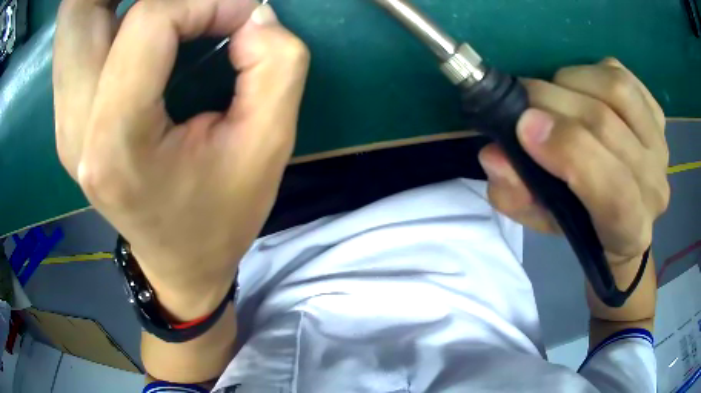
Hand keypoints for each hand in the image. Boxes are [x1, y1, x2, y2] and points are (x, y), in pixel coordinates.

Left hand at [53, 0, 309, 318]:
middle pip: (80, 10)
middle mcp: (75, 125)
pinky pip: (79, 38)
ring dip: (118, 0)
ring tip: (172, 11)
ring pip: (75, 20)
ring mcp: (65, 119)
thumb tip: (251, 13)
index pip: (148, 21)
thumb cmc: (222, 217)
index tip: (241, 17)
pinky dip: (112, 14)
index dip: (204, 2)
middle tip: (186, 2)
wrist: (180, 264)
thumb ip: (276, 65)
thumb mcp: (269, 146)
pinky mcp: (68, 114)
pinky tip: (145, 29)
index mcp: (117, 143)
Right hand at [478, 59, 668, 266]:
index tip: (524, 127)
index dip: (571, 152)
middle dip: (553, 103)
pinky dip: (590, 71)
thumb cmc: (582, 223)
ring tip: (552, 93)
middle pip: (607, 127)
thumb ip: (516, 195)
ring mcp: (660, 144)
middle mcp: (654, 185)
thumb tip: (495, 154)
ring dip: (571, 81)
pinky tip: (579, 87)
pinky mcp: (656, 112)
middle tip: (520, 100)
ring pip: (616, 90)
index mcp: (630, 228)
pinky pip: (621, 74)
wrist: (625, 213)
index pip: (614, 191)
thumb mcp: (542, 220)